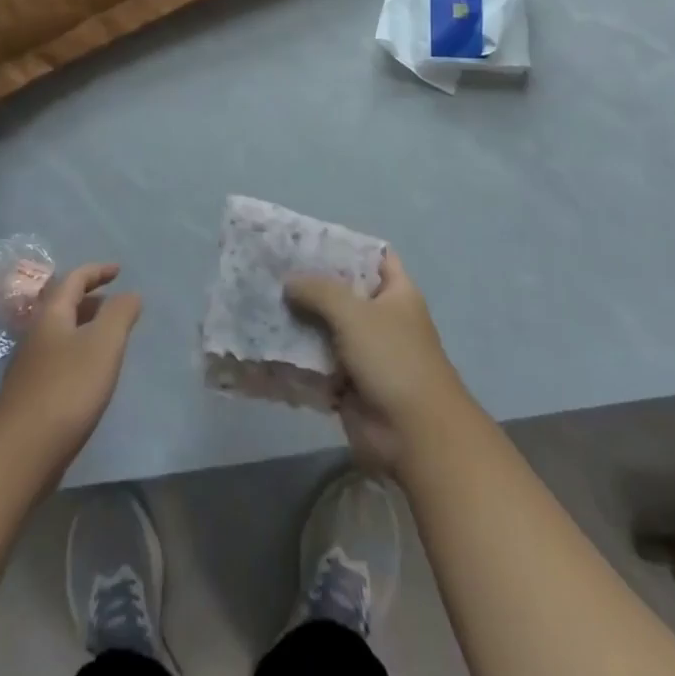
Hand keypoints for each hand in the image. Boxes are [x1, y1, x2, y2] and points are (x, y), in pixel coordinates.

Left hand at [0, 263, 140, 469]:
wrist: (20, 452)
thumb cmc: (67, 388)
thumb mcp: (103, 343)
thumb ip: (120, 314)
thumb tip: (130, 293)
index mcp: (52, 315)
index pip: (74, 279)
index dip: (97, 271)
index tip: (119, 271)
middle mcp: (37, 335)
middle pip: (64, 306)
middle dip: (91, 300)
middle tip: (117, 305)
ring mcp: (31, 367)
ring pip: (62, 335)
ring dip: (85, 328)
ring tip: (110, 339)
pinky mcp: (32, 396)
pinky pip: (60, 361)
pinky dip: (79, 355)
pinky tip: (92, 376)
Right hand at [286, 251, 471, 473]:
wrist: (414, 434)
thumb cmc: (393, 359)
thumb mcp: (355, 313)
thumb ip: (320, 291)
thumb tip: (289, 281)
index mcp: (397, 293)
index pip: (375, 256)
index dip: (347, 246)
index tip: (309, 240)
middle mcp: (382, 318)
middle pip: (343, 292)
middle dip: (311, 284)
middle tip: (273, 269)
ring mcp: (365, 352)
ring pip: (326, 328)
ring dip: (299, 321)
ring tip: (260, 302)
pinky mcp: (348, 383)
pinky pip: (318, 363)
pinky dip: (297, 357)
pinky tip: (266, 342)